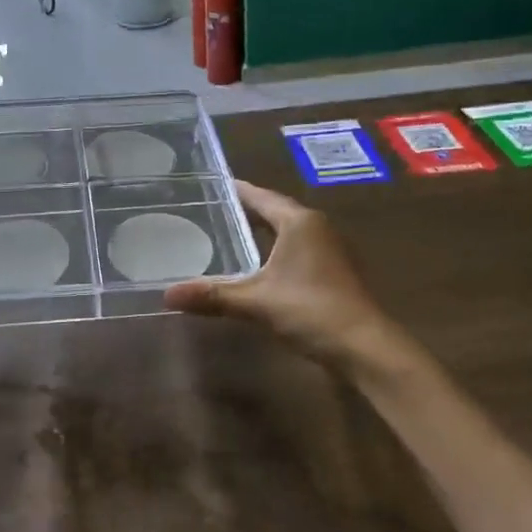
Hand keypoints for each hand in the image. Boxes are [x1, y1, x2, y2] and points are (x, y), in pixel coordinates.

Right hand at [164, 180, 400, 367]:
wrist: (365, 347)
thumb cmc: (311, 309)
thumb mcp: (256, 301)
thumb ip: (212, 295)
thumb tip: (167, 294)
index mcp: (299, 222)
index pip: (262, 197)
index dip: (238, 190)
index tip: (213, 184)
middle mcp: (317, 228)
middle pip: (276, 211)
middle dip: (247, 210)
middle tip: (213, 209)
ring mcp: (329, 250)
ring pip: (288, 231)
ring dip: (263, 231)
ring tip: (229, 234)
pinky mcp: (333, 272)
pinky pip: (296, 250)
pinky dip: (275, 251)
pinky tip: (257, 266)